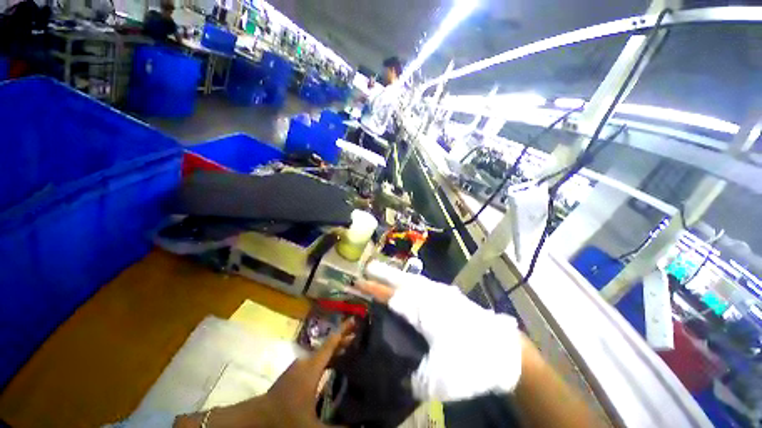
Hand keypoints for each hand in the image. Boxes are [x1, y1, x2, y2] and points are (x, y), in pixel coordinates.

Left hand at [265, 319, 354, 426]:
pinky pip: (316, 359)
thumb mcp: (311, 426)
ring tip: (349, 347)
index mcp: (312, 367)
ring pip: (322, 352)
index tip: (354, 319)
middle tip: (357, 334)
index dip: (343, 330)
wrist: (257, 418)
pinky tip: (332, 364)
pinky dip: (327, 357)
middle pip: (328, 345)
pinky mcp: (295, 372)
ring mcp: (299, 366)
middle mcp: (307, 362)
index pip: (331, 343)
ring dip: (335, 348)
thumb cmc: (285, 418)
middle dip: (343, 338)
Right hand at [357, 276, 522, 401]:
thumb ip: (415, 378)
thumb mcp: (441, 379)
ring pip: (413, 280)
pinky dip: (412, 281)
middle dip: (383, 273)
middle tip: (367, 268)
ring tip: (384, 273)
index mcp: (423, 311)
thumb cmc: (472, 361)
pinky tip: (411, 285)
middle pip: (401, 280)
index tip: (357, 283)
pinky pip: (424, 284)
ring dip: (397, 276)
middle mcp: (430, 296)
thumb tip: (401, 377)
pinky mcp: (450, 297)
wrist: (505, 352)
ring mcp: (442, 294)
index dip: (373, 289)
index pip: (391, 296)